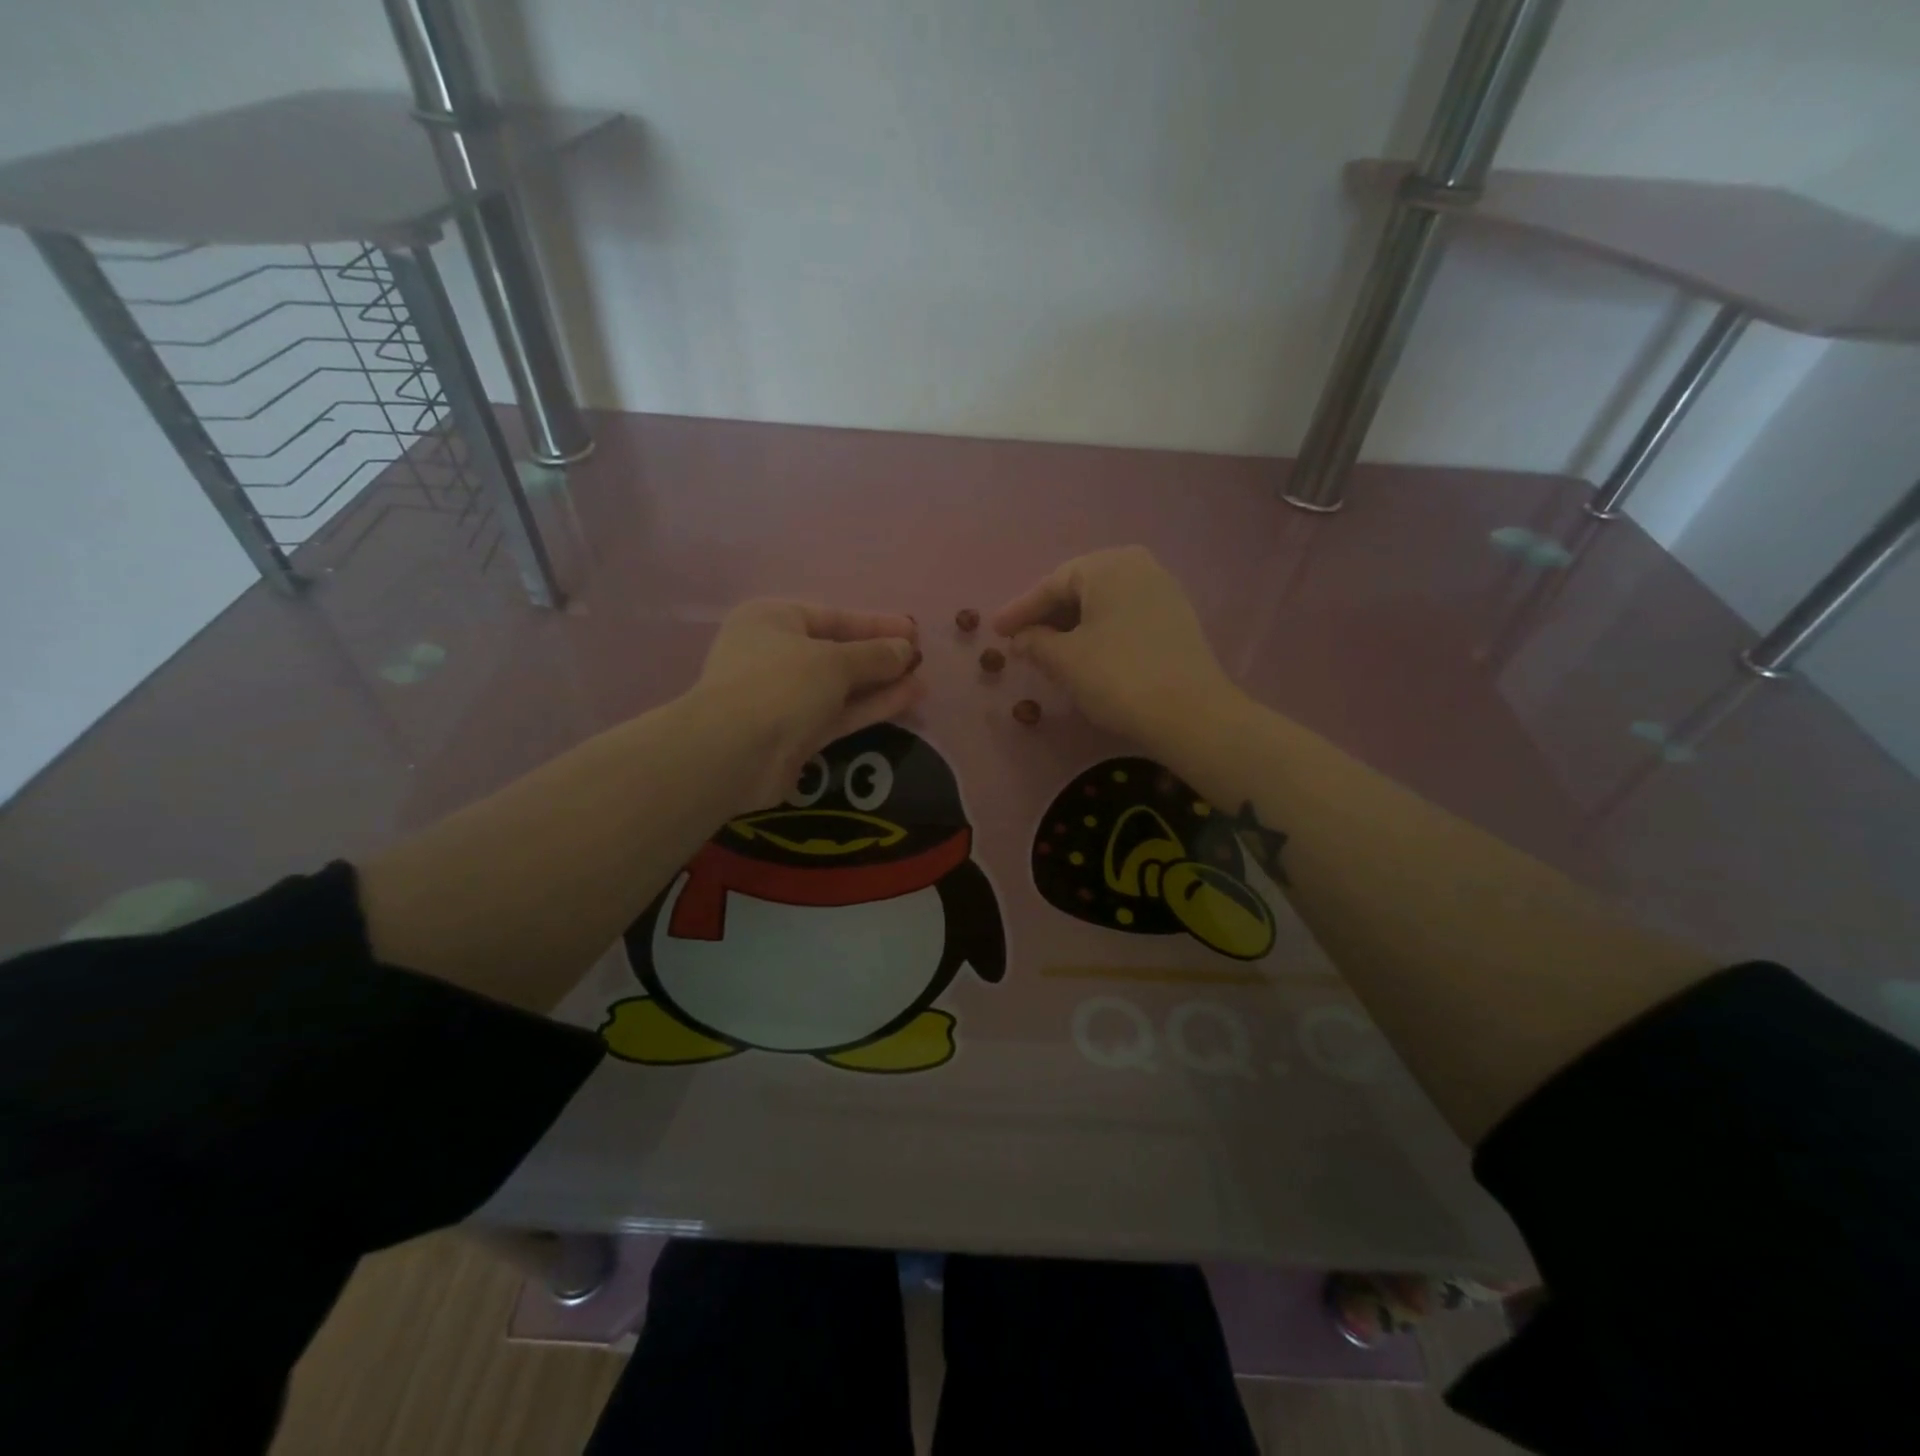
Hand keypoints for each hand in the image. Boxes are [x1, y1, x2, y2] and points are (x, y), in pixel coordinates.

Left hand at [693, 599, 923, 810]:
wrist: (734, 753)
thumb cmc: (780, 685)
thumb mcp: (834, 661)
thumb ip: (875, 654)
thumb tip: (906, 649)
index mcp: (773, 620)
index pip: (833, 617)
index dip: (876, 624)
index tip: (913, 630)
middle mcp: (775, 654)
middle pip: (837, 652)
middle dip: (880, 656)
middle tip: (920, 658)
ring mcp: (784, 697)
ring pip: (841, 686)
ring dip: (880, 683)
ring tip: (923, 681)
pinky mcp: (795, 734)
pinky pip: (839, 713)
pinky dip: (870, 706)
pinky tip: (908, 699)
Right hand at [991, 547, 1241, 755]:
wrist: (1190, 713)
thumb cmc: (1117, 677)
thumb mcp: (1065, 661)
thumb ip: (1035, 643)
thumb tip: (1021, 639)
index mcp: (1107, 565)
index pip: (1052, 585)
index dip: (1020, 610)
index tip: (995, 631)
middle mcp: (1138, 566)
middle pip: (1079, 589)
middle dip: (1048, 616)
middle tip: (1020, 639)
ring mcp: (1162, 590)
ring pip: (1103, 603)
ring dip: (1073, 625)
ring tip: (1048, 650)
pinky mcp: (1176, 618)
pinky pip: (1124, 616)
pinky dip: (1099, 631)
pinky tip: (1086, 654)